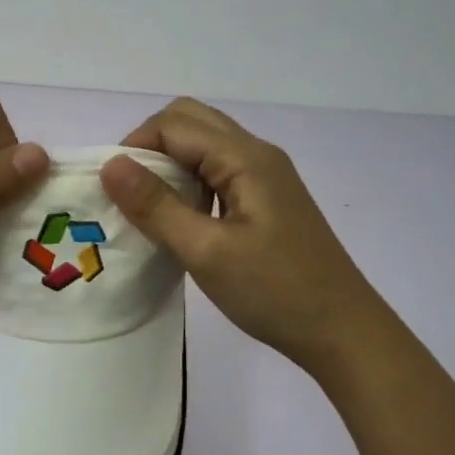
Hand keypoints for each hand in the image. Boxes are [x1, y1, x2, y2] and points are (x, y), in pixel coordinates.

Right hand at [100, 97, 375, 370]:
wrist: (343, 333)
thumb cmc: (274, 292)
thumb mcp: (205, 251)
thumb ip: (156, 205)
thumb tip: (110, 164)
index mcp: (244, 158)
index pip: (174, 124)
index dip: (136, 146)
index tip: (114, 189)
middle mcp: (256, 154)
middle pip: (190, 121)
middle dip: (150, 146)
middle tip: (130, 191)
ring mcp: (266, 176)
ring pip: (204, 144)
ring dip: (170, 163)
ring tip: (151, 206)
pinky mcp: (267, 199)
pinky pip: (218, 170)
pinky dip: (190, 180)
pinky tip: (183, 218)